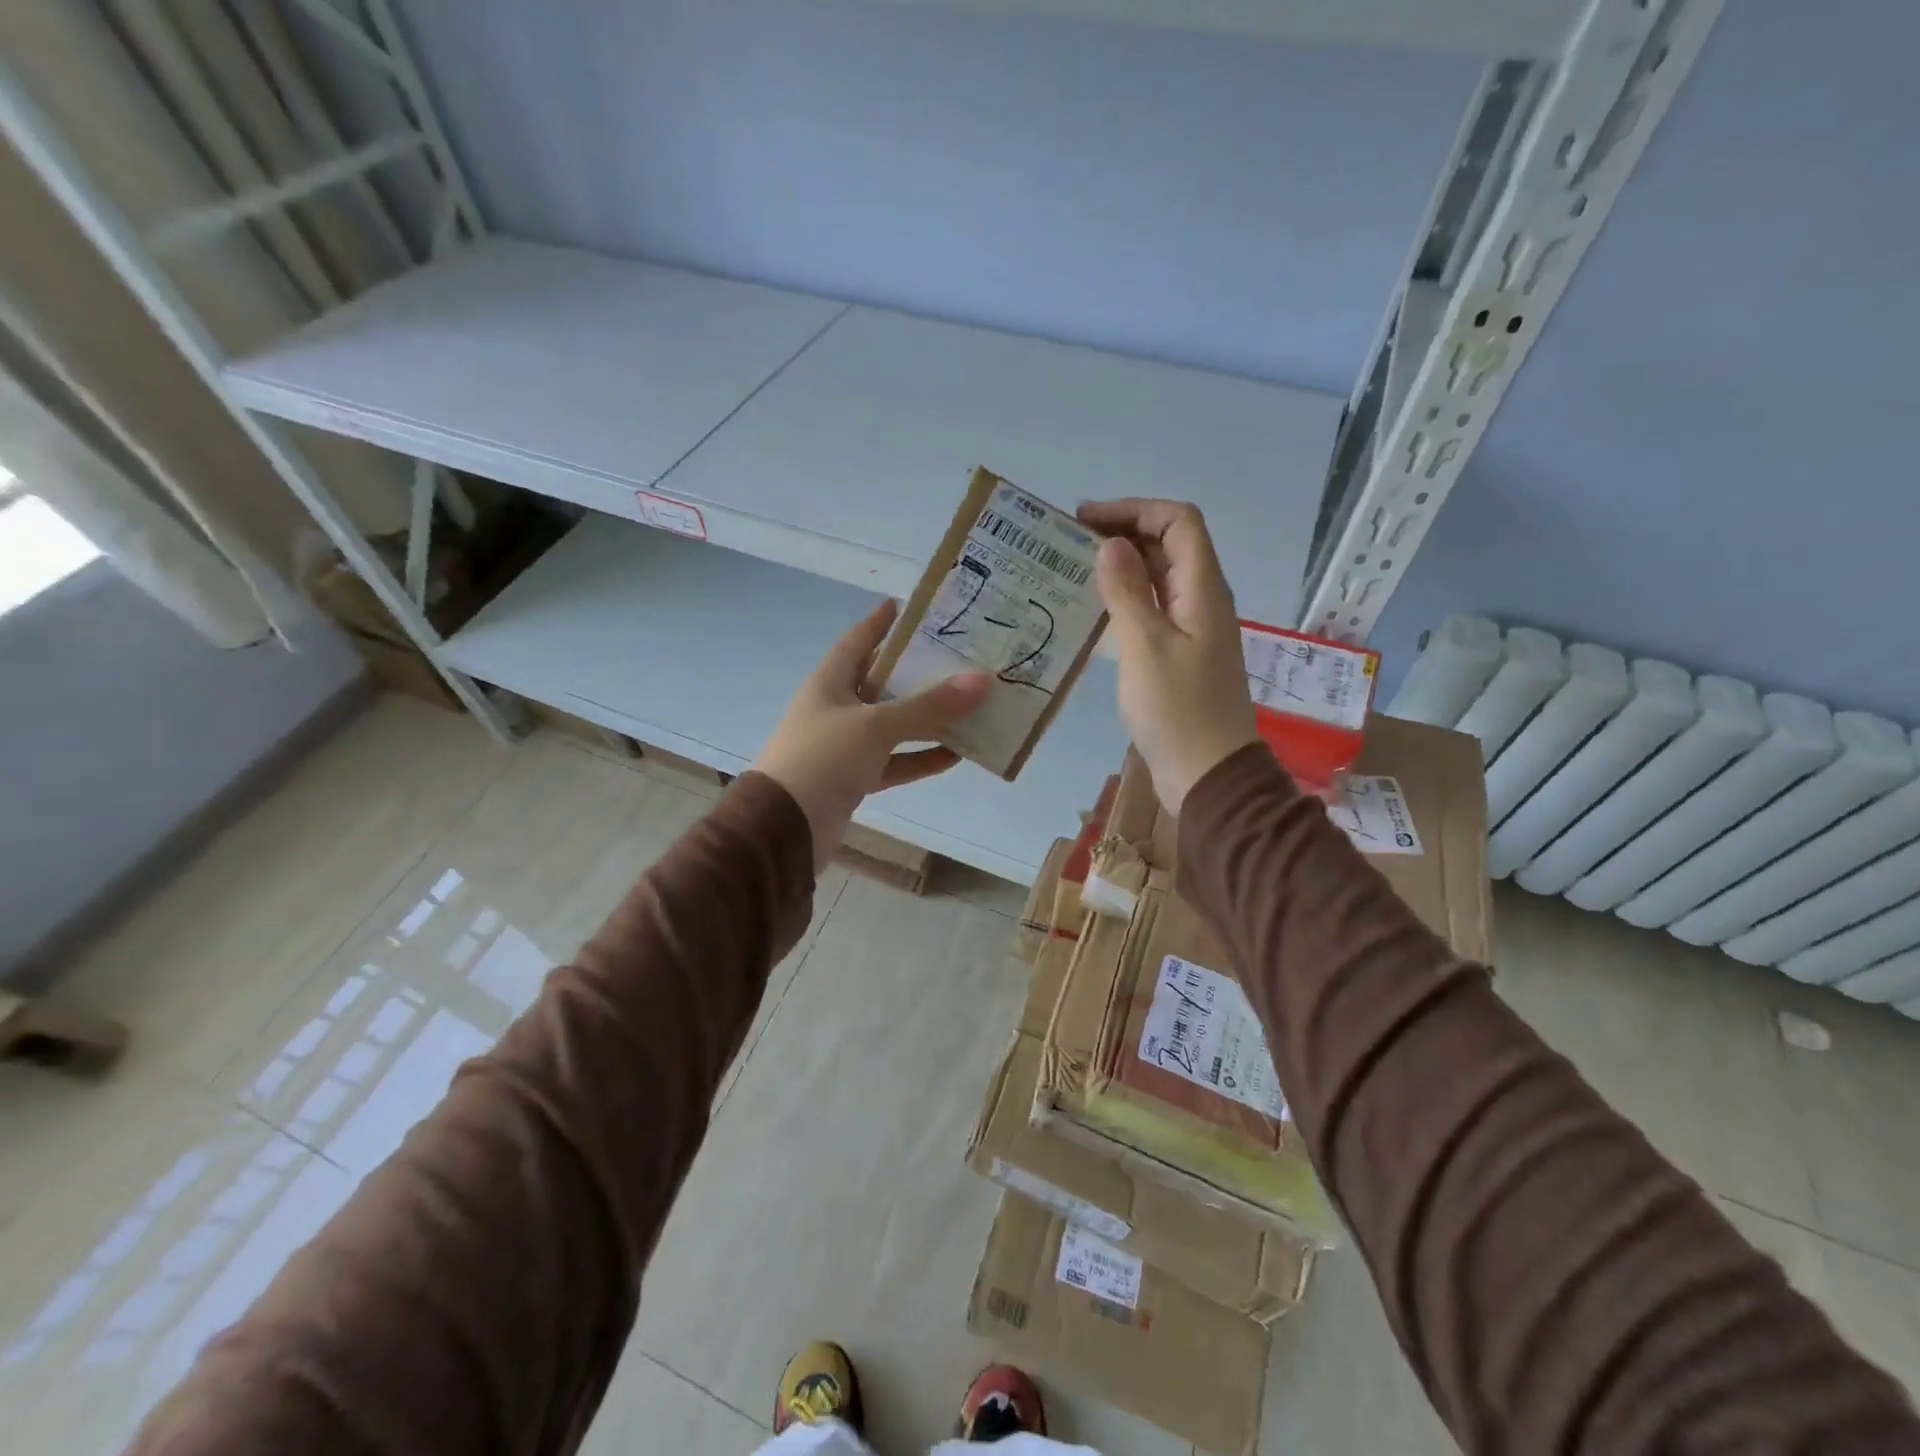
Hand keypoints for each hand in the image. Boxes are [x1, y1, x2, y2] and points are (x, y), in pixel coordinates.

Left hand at [755, 599, 991, 869]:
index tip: (907, 606)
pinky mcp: (855, 780)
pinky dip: (921, 758)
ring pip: (893, 726)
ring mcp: (845, 747)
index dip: (880, 622)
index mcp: (829, 683)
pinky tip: (956, 755)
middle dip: (916, 672)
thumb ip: (928, 706)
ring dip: (927, 719)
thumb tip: (982, 680)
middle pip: (882, 683)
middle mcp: (836, 709)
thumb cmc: (822, 759)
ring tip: (969, 706)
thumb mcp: (876, 725)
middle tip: (957, 657)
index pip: (857, 641)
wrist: (784, 829)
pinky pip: (895, 762)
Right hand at [1077, 498, 1259, 813]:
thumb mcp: (1145, 646)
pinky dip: (1124, 601)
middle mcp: (1202, 600)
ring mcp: (1192, 628)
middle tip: (1070, 543)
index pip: (1178, 521)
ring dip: (1121, 568)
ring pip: (1158, 579)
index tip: (1086, 520)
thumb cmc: (1177, 710)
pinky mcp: (1178, 655)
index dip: (1134, 510)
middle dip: (1123, 533)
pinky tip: (1091, 614)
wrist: (1207, 774)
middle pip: (1169, 545)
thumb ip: (1128, 591)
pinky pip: (1152, 611)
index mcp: (1203, 589)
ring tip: (1072, 572)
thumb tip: (1111, 544)